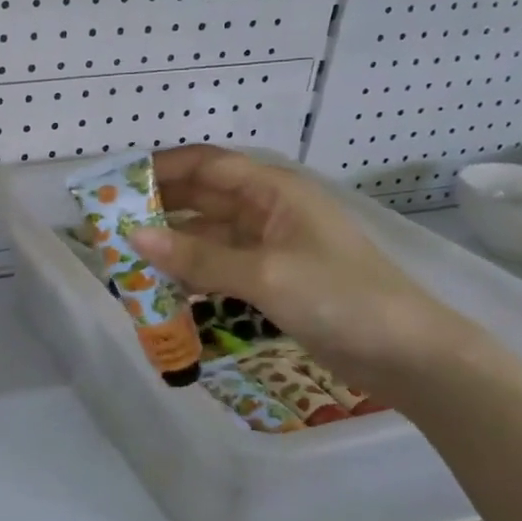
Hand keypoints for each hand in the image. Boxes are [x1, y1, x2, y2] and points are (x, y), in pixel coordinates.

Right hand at [129, 146, 475, 394]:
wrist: (409, 355)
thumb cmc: (341, 299)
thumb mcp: (265, 275)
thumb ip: (197, 258)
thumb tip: (134, 237)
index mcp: (275, 191)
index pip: (208, 165)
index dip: (162, 168)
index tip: (118, 183)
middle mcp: (270, 210)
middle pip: (204, 197)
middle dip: (160, 206)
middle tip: (112, 223)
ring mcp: (272, 246)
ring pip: (209, 234)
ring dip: (172, 243)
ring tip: (128, 257)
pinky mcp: (273, 279)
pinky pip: (220, 265)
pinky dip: (192, 272)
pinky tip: (164, 287)